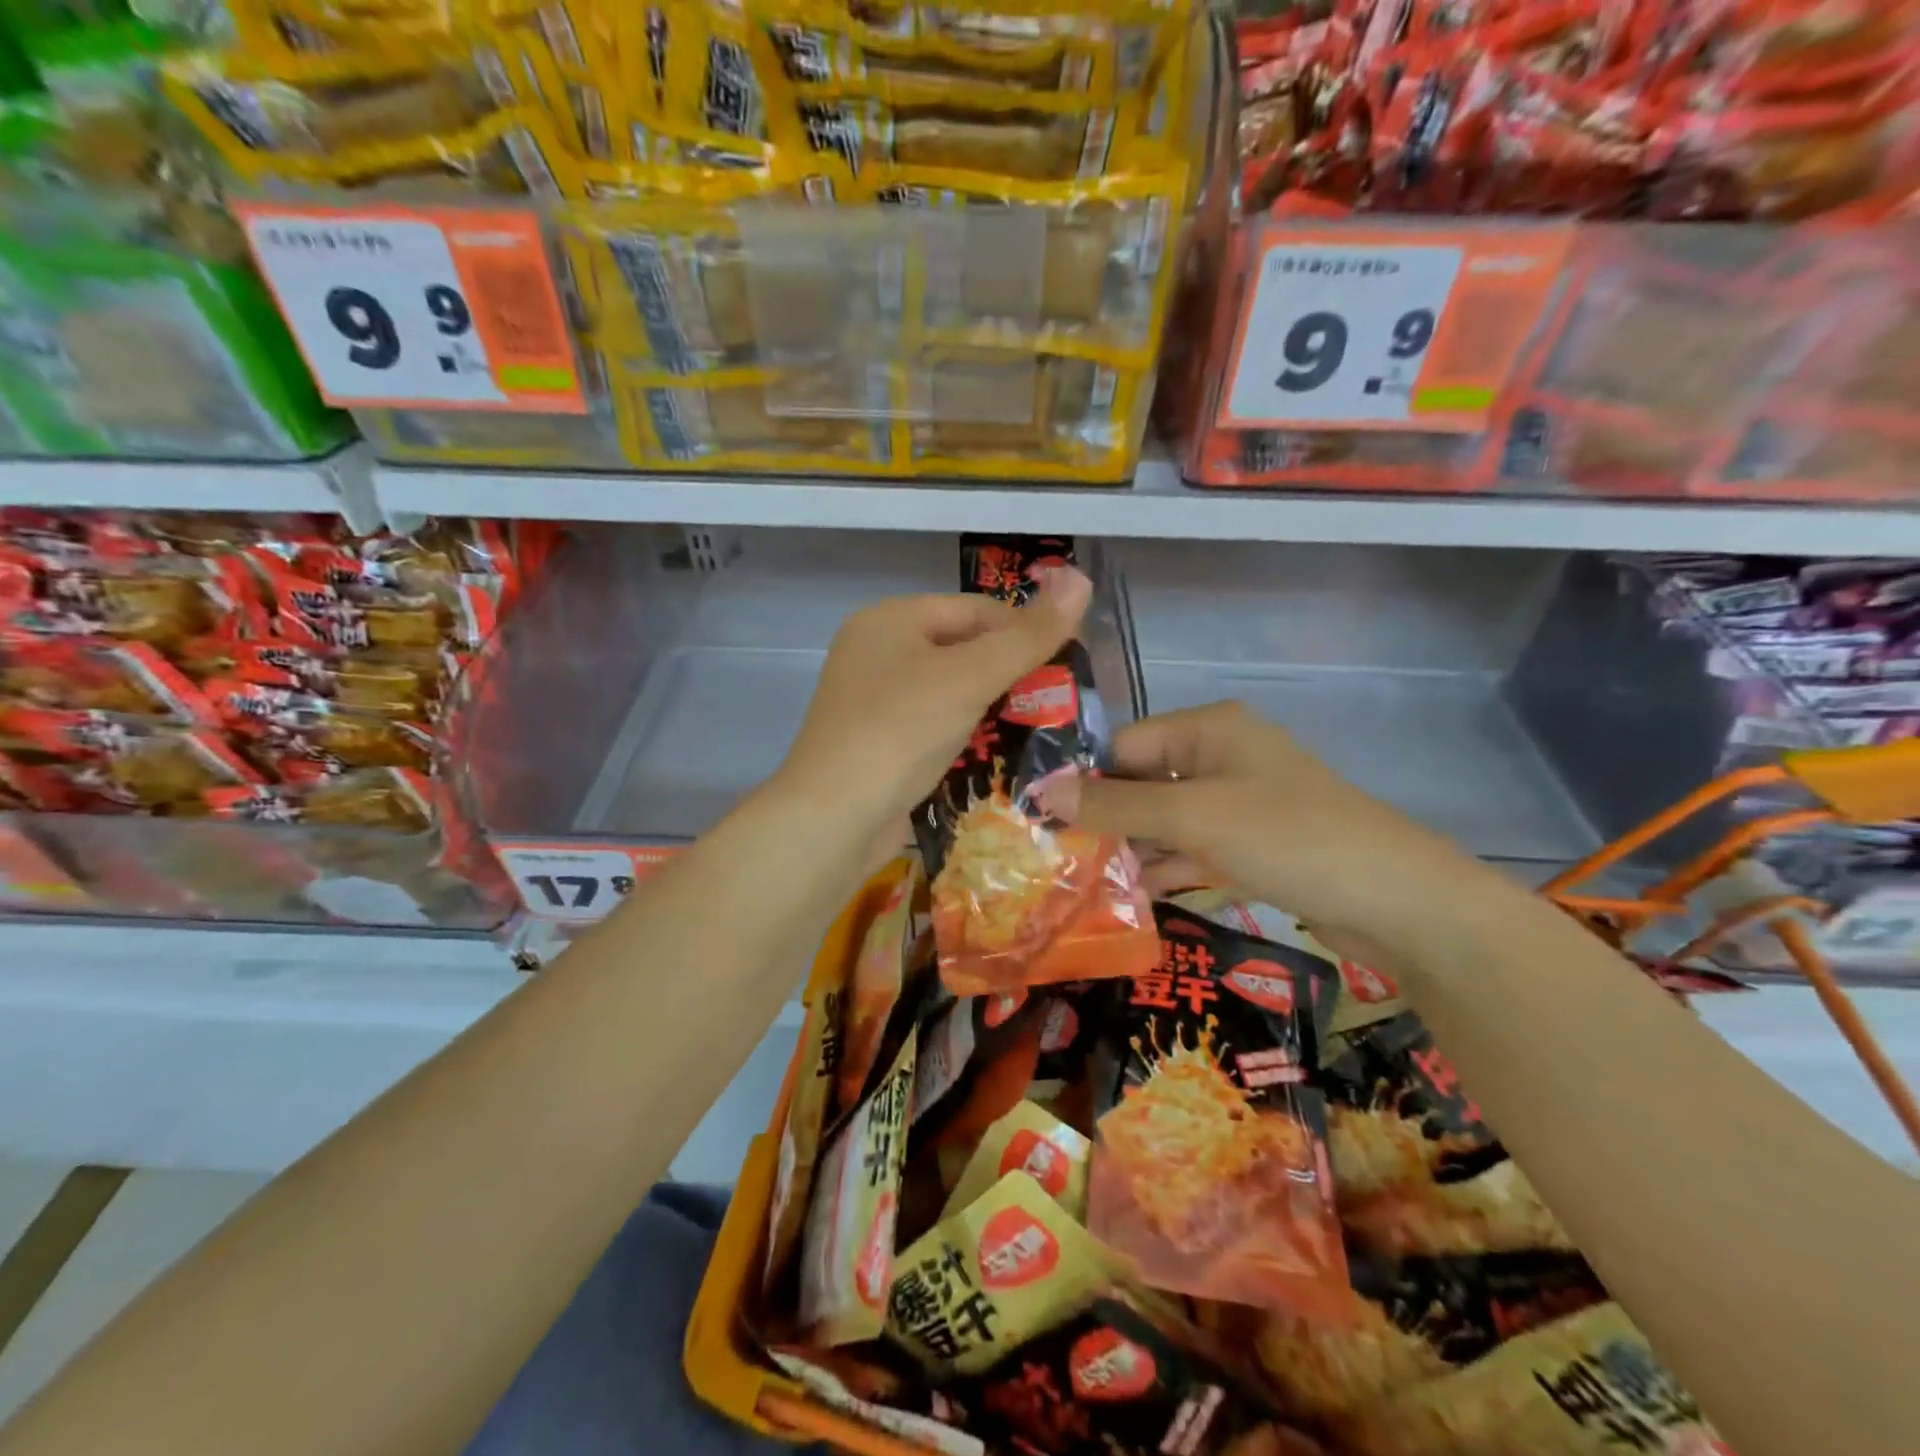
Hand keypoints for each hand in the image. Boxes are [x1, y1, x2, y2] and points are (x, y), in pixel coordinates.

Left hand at [774, 568, 1092, 838]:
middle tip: (1055, 701)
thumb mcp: (970, 677)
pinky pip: (932, 724)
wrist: (834, 817)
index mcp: (890, 619)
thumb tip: (1082, 578)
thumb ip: (1028, 636)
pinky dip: (964, 734)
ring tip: (1036, 728)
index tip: (1066, 664)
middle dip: (1009, 673)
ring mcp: (873, 699)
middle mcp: (876, 651)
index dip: (1024, 630)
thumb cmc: (901, 730)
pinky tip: (994, 753)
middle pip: (961, 648)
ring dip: (990, 706)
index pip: (975, 609)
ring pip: (949, 690)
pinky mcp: (877, 741)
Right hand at [1052, 701, 1502, 958]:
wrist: (1396, 900)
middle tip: (1052, 858)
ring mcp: (1238, 802)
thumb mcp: (1194, 817)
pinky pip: (1192, 847)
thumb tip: (1043, 793)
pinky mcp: (1251, 844)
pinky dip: (1164, 867)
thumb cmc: (1289, 836)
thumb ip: (1117, 805)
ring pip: (1165, 819)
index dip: (1084, 780)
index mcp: (1208, 728)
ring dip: (1130, 848)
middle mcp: (1220, 756)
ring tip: (1077, 882)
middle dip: (1104, 819)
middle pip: (1142, 781)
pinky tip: (1127, 897)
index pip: (1124, 744)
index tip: (1041, 821)